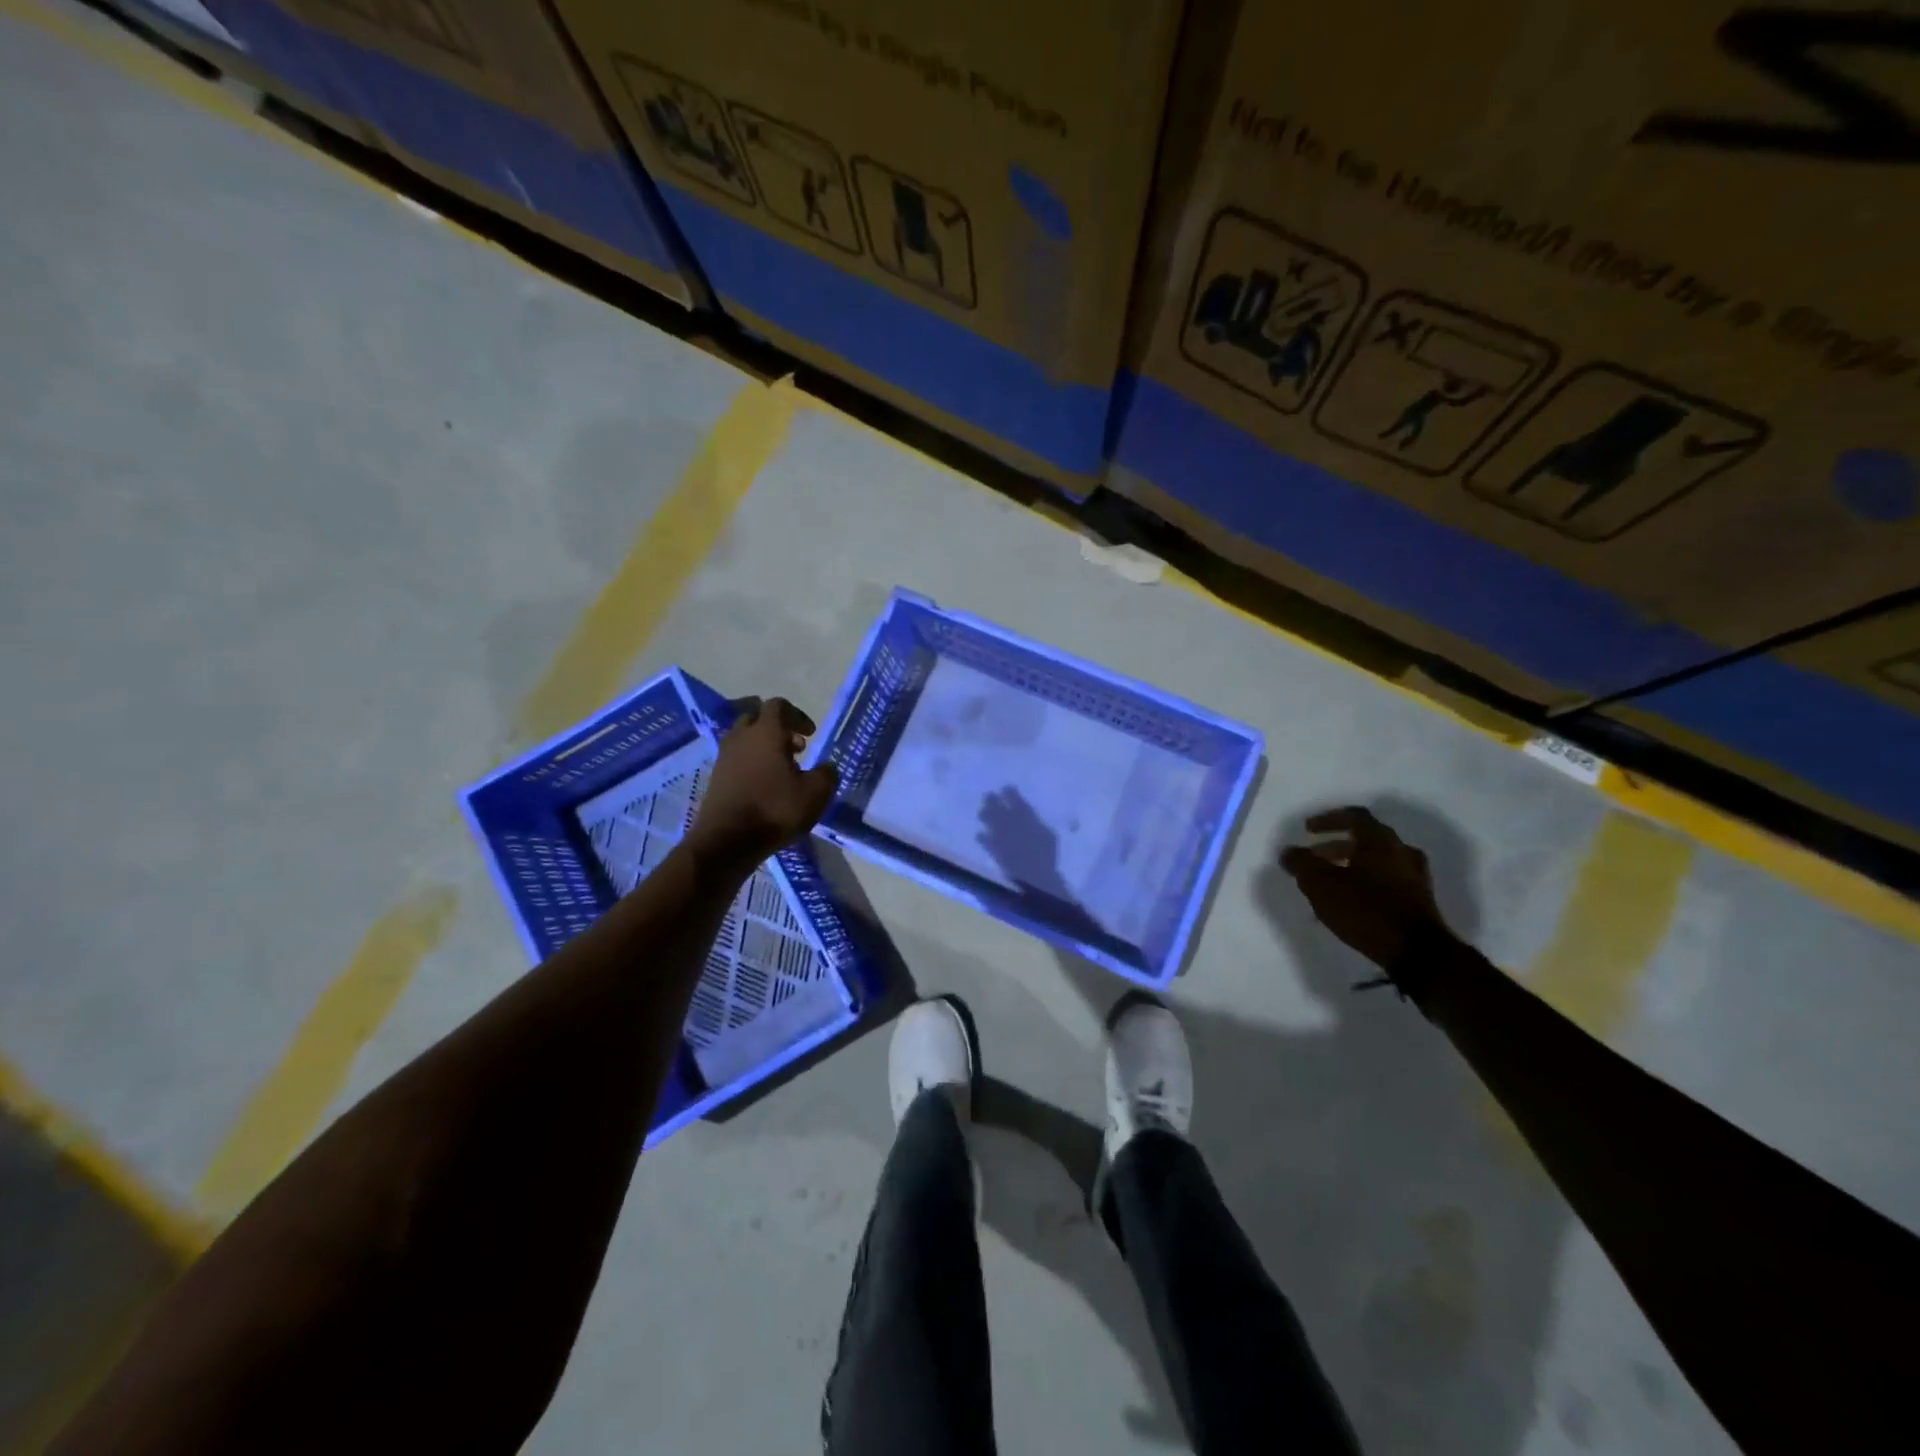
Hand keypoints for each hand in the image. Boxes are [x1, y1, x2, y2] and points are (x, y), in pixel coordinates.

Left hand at [686, 697, 838, 869]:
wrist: (727, 840)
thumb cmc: (775, 809)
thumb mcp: (816, 793)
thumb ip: (826, 774)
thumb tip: (826, 768)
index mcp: (766, 732)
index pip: (778, 705)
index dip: (798, 715)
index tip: (811, 734)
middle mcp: (741, 737)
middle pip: (757, 718)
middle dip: (778, 728)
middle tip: (796, 748)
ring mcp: (724, 757)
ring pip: (745, 739)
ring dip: (764, 747)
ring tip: (783, 770)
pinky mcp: (716, 778)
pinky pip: (736, 759)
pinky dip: (751, 764)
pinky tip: (765, 786)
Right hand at [1280, 806, 1456, 970]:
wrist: (1418, 953)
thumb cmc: (1366, 910)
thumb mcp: (1321, 885)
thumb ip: (1301, 864)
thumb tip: (1288, 851)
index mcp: (1380, 841)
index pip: (1354, 816)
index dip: (1328, 819)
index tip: (1308, 830)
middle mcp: (1401, 852)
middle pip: (1366, 838)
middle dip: (1336, 845)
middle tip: (1314, 857)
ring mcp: (1415, 876)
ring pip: (1378, 861)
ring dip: (1351, 865)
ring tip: (1329, 882)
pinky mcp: (1420, 900)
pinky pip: (1387, 880)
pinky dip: (1366, 882)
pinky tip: (1351, 901)